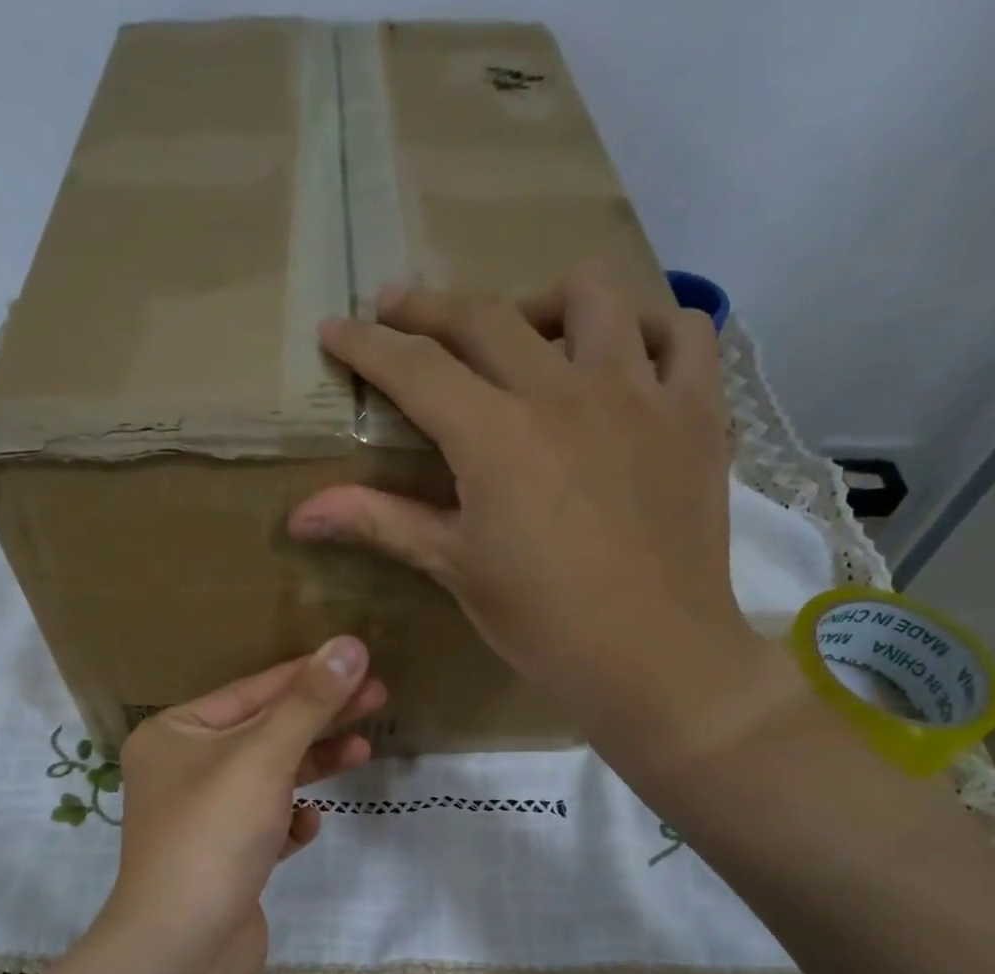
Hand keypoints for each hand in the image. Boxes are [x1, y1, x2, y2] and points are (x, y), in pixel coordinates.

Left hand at [97, 637, 385, 973]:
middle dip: (321, 718)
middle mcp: (182, 770)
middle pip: (264, 732)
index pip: (251, 691)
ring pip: (270, 778)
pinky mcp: (225, 859)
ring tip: (364, 753)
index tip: (358, 660)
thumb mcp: (264, 756)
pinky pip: (266, 825)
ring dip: (314, 766)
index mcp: (174, 734)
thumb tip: (350, 644)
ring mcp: (203, 818)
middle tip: (378, 696)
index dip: (308, 674)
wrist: (182, 948)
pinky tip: (307, 827)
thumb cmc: (214, 834)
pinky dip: (289, 821)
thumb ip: (309, 702)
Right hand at [288, 259, 800, 781]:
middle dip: (430, 307)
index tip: (335, 329)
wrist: (653, 657)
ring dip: (542, 301)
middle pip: (487, 317)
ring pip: (591, 295)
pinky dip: (653, 330)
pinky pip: (685, 335)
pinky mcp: (696, 414)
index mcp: (495, 436)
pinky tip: (628, 358)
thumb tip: (298, 514)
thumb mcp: (455, 568)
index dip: (367, 346)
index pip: (416, 369)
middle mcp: (564, 391)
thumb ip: (380, 522)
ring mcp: (639, 393)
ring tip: (526, 334)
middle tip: (400, 312)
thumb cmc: (542, 622)